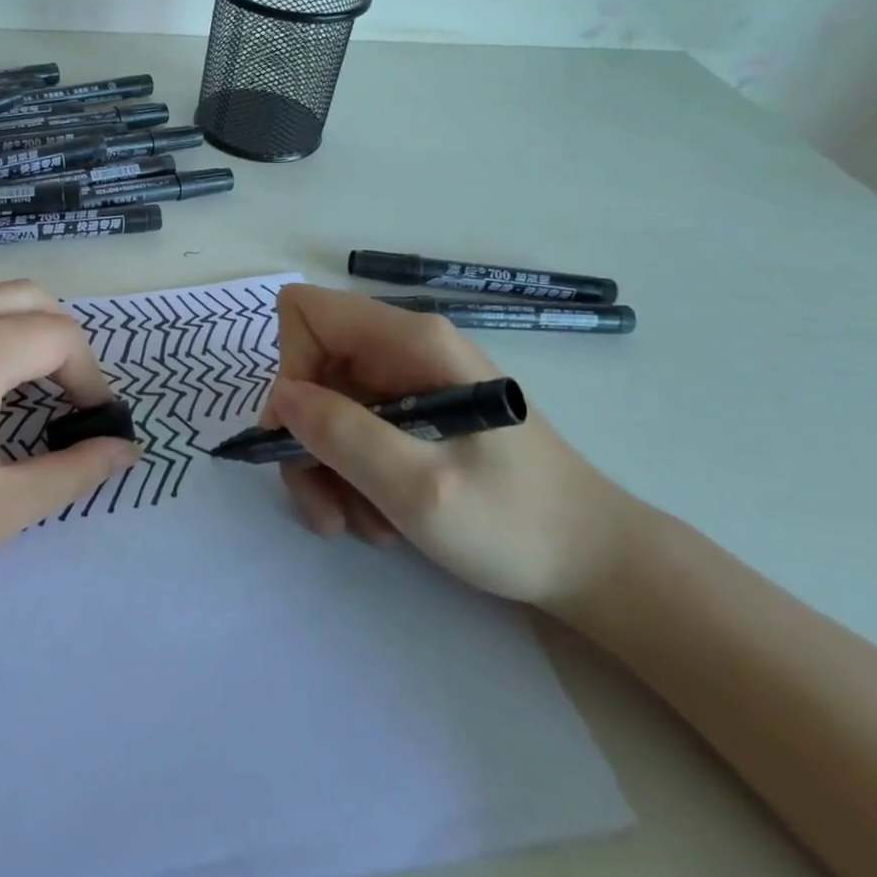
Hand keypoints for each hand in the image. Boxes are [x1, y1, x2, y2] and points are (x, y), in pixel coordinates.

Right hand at [262, 284, 641, 612]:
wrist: (593, 564)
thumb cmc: (516, 522)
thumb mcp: (420, 488)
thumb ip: (344, 435)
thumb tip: (282, 397)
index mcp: (411, 341)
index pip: (308, 313)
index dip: (290, 366)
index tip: (301, 432)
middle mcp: (403, 350)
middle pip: (311, 369)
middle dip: (305, 438)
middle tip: (324, 504)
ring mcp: (407, 383)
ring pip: (324, 408)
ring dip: (326, 469)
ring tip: (359, 525)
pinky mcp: (411, 416)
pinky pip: (351, 432)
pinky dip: (349, 477)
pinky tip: (379, 519)